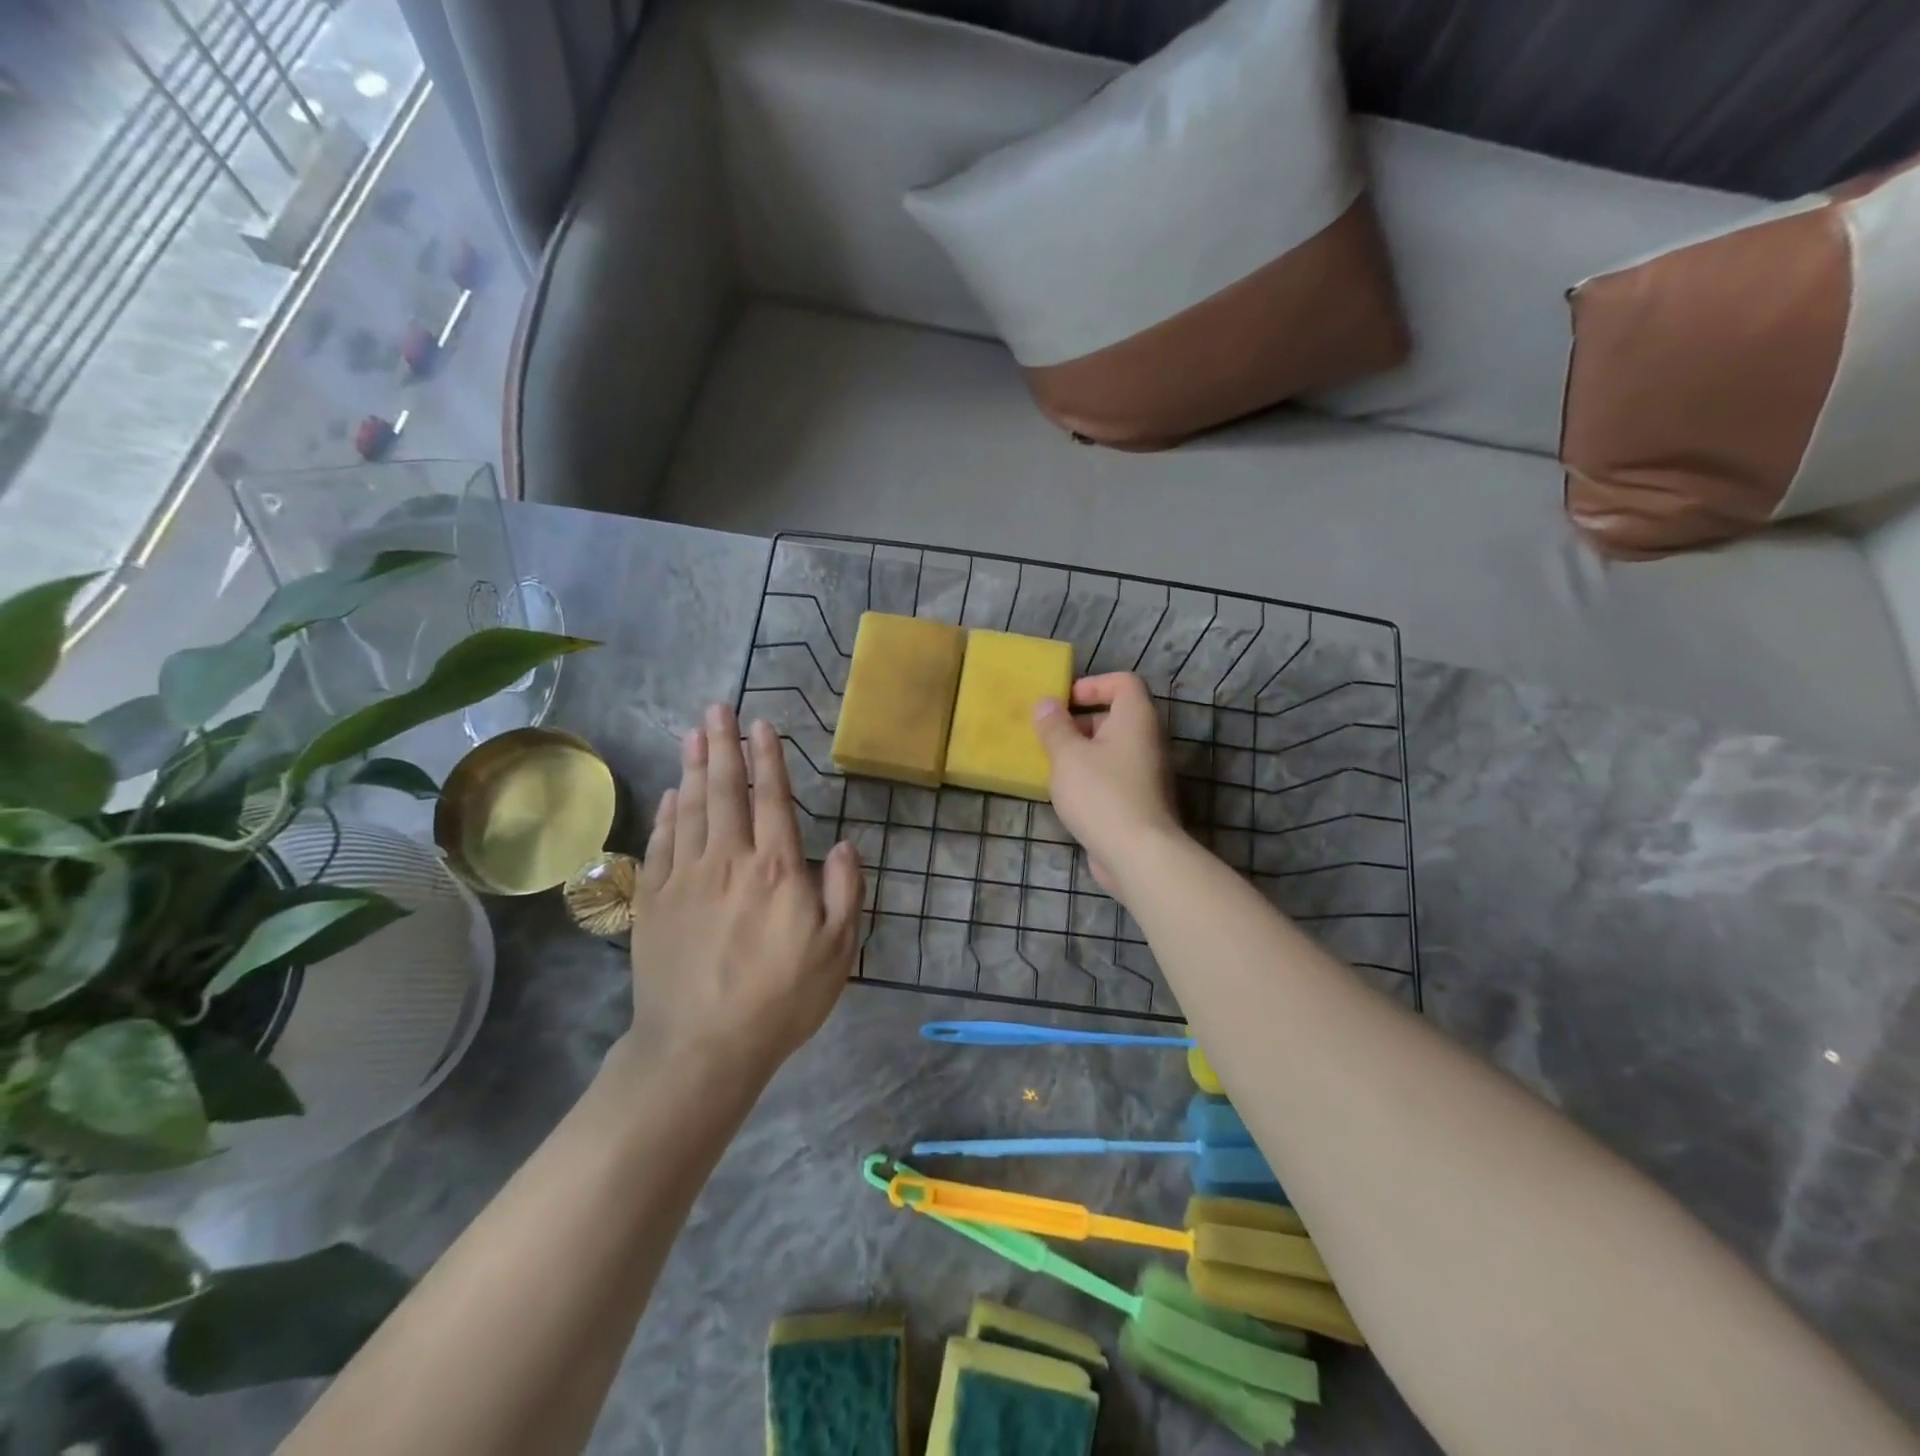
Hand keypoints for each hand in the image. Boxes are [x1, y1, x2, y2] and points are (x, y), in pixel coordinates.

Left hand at [625, 705, 863, 1077]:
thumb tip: (842, 843)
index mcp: (776, 869)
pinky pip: (662, 843)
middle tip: (716, 708)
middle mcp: (729, 860)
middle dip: (723, 745)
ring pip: (690, 808)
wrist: (700, 1047)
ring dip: (694, 767)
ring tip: (693, 733)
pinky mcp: (655, 901)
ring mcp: (685, 878)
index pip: (772, 799)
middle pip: (724, 792)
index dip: (767, 759)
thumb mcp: (836, 951)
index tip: (760, 725)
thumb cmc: (780, 999)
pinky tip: (671, 793)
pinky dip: (667, 812)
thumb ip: (843, 890)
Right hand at [1033, 673, 1183, 894]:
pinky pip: (1113, 775)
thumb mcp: (1067, 756)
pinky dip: (1091, 777)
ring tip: (1051, 765)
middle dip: (1080, 722)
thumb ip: (1054, 727)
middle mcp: (1148, 739)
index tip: (1064, 702)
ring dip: (1082, 752)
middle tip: (1049, 735)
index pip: (1123, 682)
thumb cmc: (1101, 794)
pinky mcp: (1140, 800)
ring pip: (1111, 749)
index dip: (1093, 684)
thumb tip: (1046, 704)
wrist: (1139, 854)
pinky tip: (1066, 794)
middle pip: (1115, 715)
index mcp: (1136, 718)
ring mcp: (1147, 772)